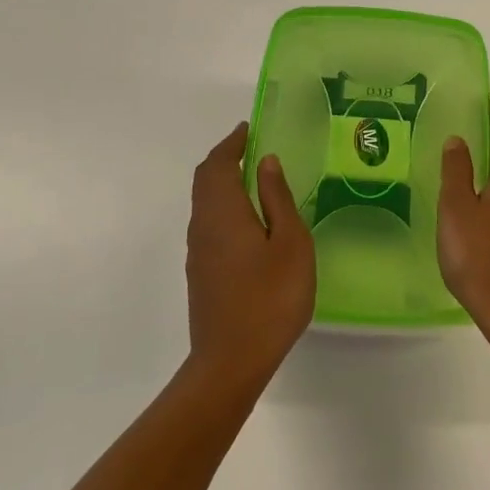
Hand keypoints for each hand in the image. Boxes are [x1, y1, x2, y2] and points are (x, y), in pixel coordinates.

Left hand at [184, 122, 315, 393]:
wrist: (231, 360)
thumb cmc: (271, 297)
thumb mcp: (290, 243)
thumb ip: (278, 199)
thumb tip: (266, 162)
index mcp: (224, 211)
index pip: (218, 164)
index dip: (232, 143)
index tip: (249, 129)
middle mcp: (203, 225)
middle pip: (205, 180)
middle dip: (224, 159)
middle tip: (250, 148)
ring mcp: (198, 251)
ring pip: (203, 202)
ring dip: (222, 182)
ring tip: (252, 179)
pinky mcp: (201, 272)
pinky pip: (207, 223)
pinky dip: (223, 205)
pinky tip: (247, 221)